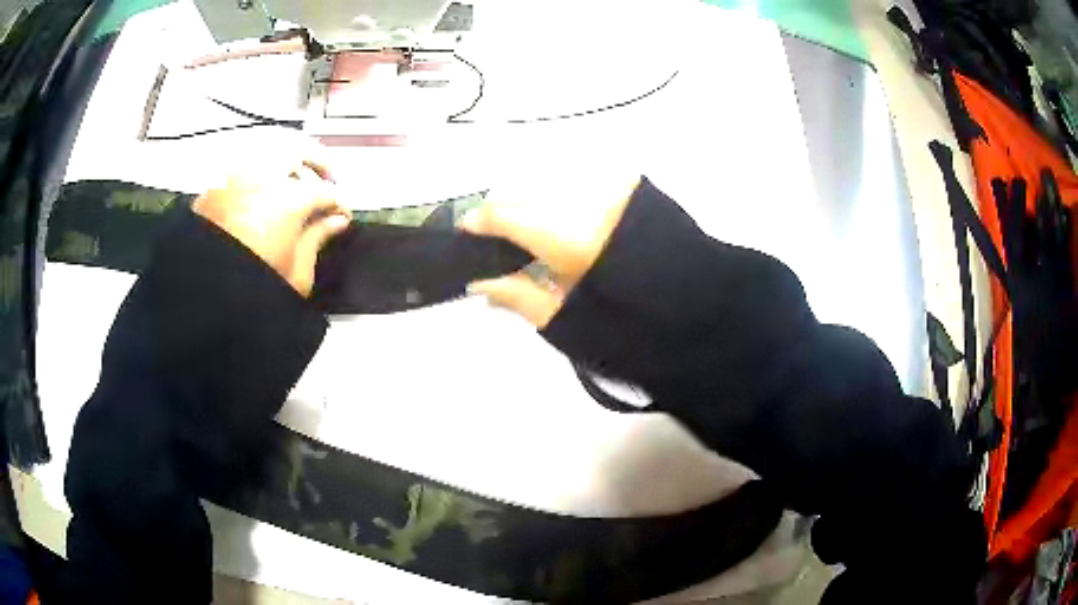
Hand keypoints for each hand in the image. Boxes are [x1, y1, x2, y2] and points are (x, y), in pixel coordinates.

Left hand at [193, 159, 349, 295]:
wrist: (202, 298)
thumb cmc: (250, 292)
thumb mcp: (296, 274)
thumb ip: (317, 239)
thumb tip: (335, 221)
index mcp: (287, 200)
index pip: (326, 192)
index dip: (339, 203)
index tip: (342, 215)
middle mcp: (261, 178)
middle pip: (299, 150)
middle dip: (318, 161)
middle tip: (326, 177)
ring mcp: (235, 179)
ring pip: (268, 150)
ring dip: (287, 161)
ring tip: (293, 181)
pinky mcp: (214, 188)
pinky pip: (243, 166)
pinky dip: (258, 172)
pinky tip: (262, 192)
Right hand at [458, 173, 640, 327]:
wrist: (701, 310)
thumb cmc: (632, 326)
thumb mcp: (569, 322)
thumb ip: (518, 296)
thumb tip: (479, 282)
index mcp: (568, 233)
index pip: (505, 213)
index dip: (479, 222)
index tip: (466, 234)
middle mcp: (585, 197)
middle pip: (526, 191)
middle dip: (507, 214)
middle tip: (502, 243)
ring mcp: (610, 186)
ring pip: (552, 184)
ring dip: (536, 204)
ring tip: (537, 237)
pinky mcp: (631, 185)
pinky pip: (580, 183)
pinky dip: (565, 199)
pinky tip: (570, 224)